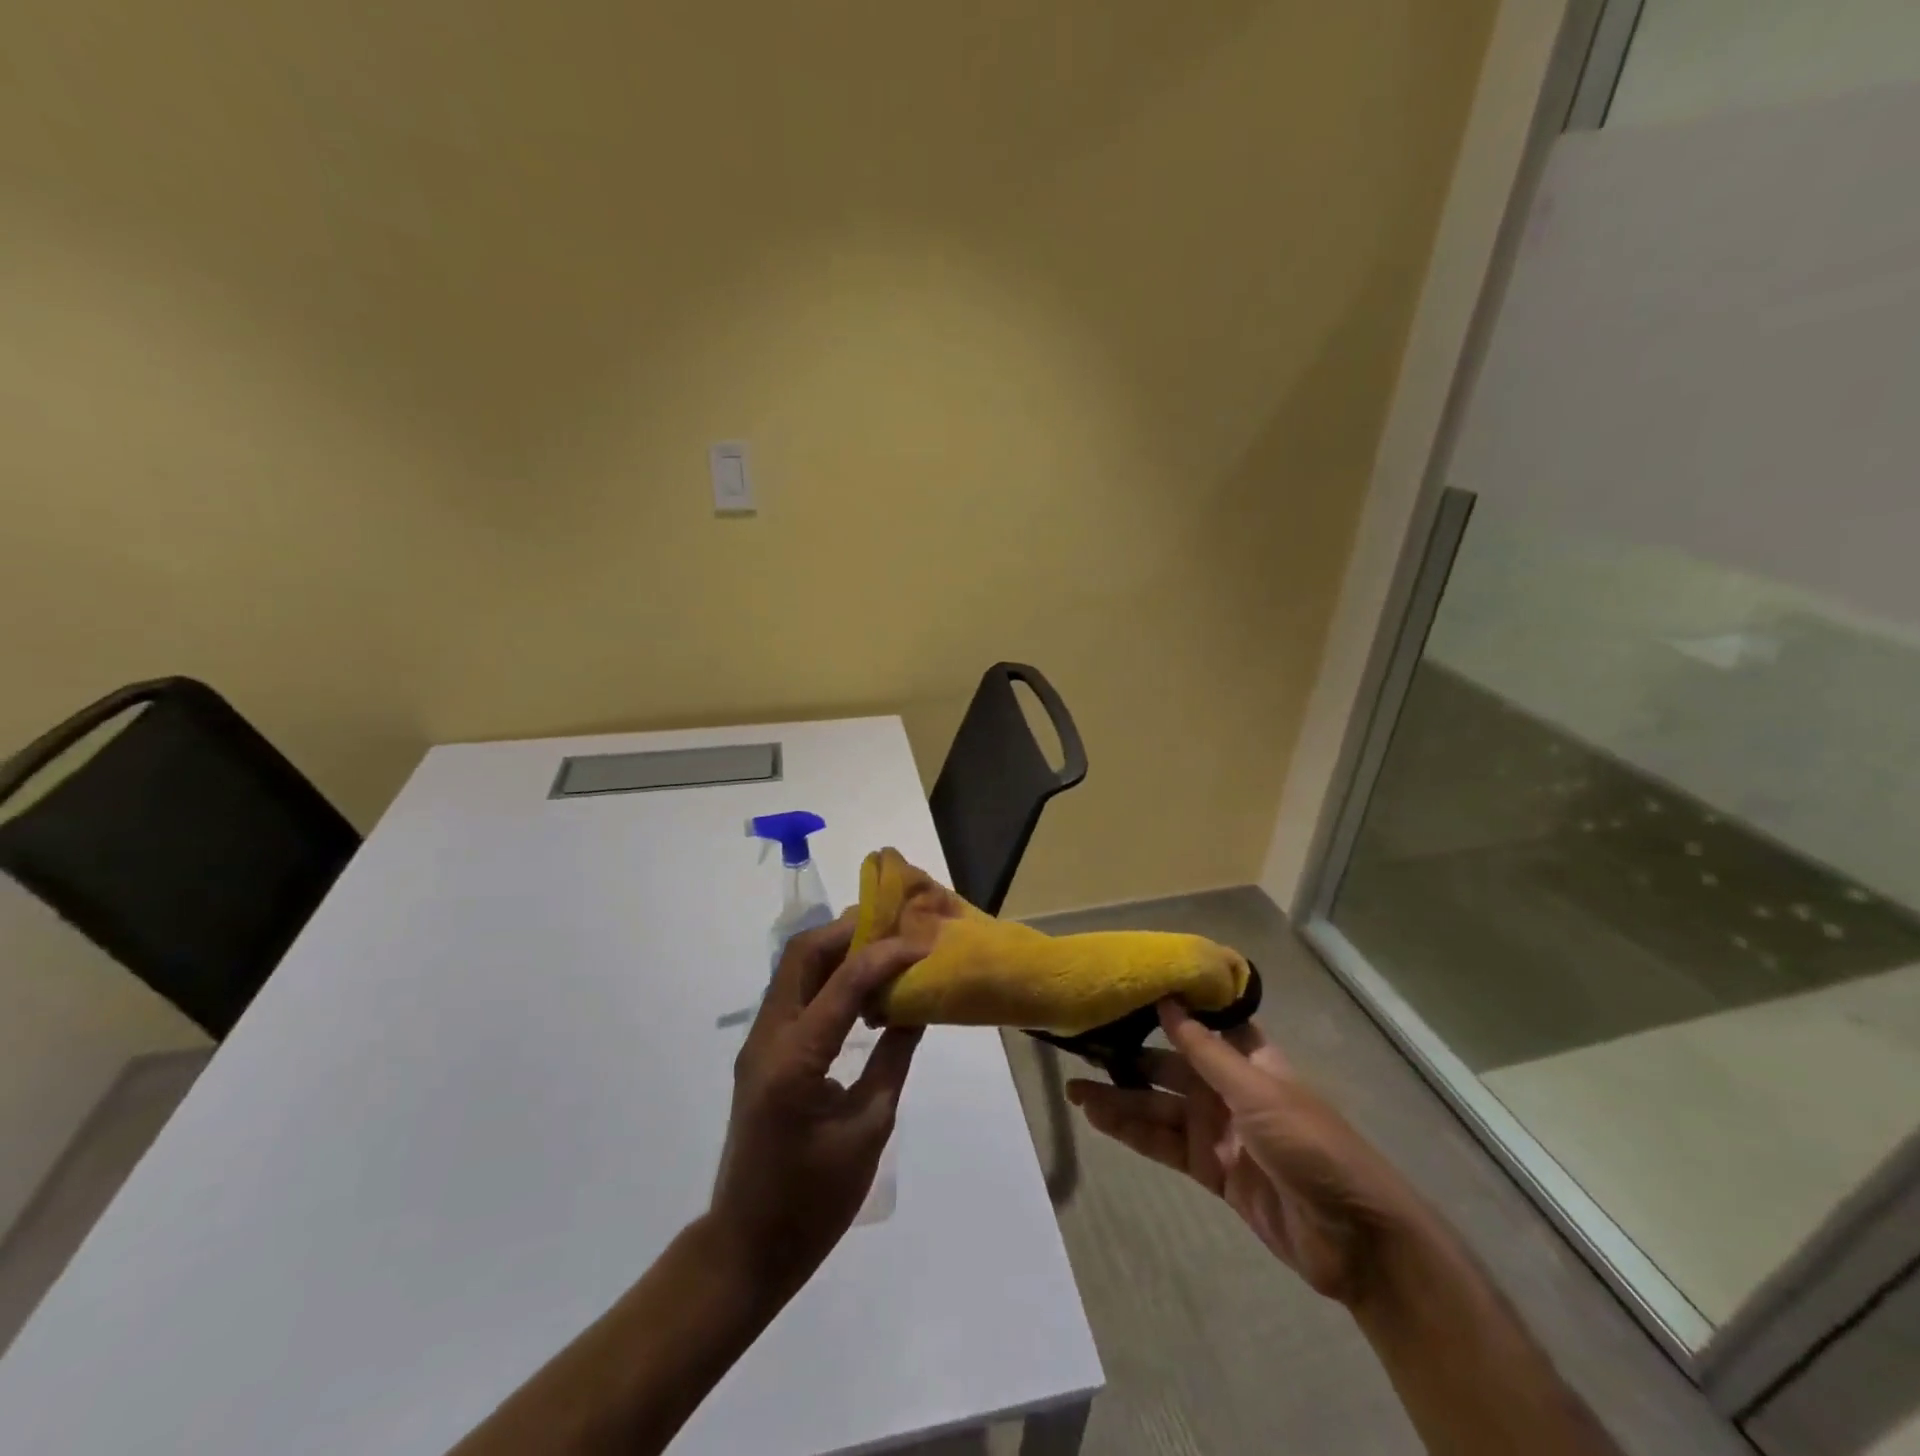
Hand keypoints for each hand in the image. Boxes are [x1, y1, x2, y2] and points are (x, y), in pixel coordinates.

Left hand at [710, 914, 924, 1304]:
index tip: (924, 942)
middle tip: (895, 925)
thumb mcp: (868, 1128)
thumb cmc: (814, 1201)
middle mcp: (768, 1037)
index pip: (844, 982)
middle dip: (849, 931)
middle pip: (803, 955)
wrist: (747, 1247)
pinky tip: (861, 986)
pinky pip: (793, 994)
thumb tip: (917, 1006)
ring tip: (883, 943)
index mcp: (795, 1059)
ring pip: (794, 969)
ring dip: (836, 948)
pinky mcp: (762, 1053)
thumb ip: (893, 1058)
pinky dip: (827, 976)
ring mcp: (759, 1043)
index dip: (886, 954)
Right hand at [1068, 1002, 1429, 1307]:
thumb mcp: (1256, 1091)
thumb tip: (1167, 1000)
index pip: (1201, 1022)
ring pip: (1157, 1106)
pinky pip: (1162, 1143)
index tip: (1122, 988)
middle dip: (1127, 1055)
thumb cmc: (1309, 1145)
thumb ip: (1205, 1050)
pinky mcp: (1208, 1168)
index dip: (1166, 1006)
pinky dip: (1131, 1132)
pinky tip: (1098, 1119)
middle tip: (1080, 1043)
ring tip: (1073, 1089)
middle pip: (1168, 1064)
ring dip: (1119, 1098)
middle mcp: (1225, 1087)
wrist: (1352, 1239)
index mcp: (1246, 1058)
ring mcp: (1215, 1129)